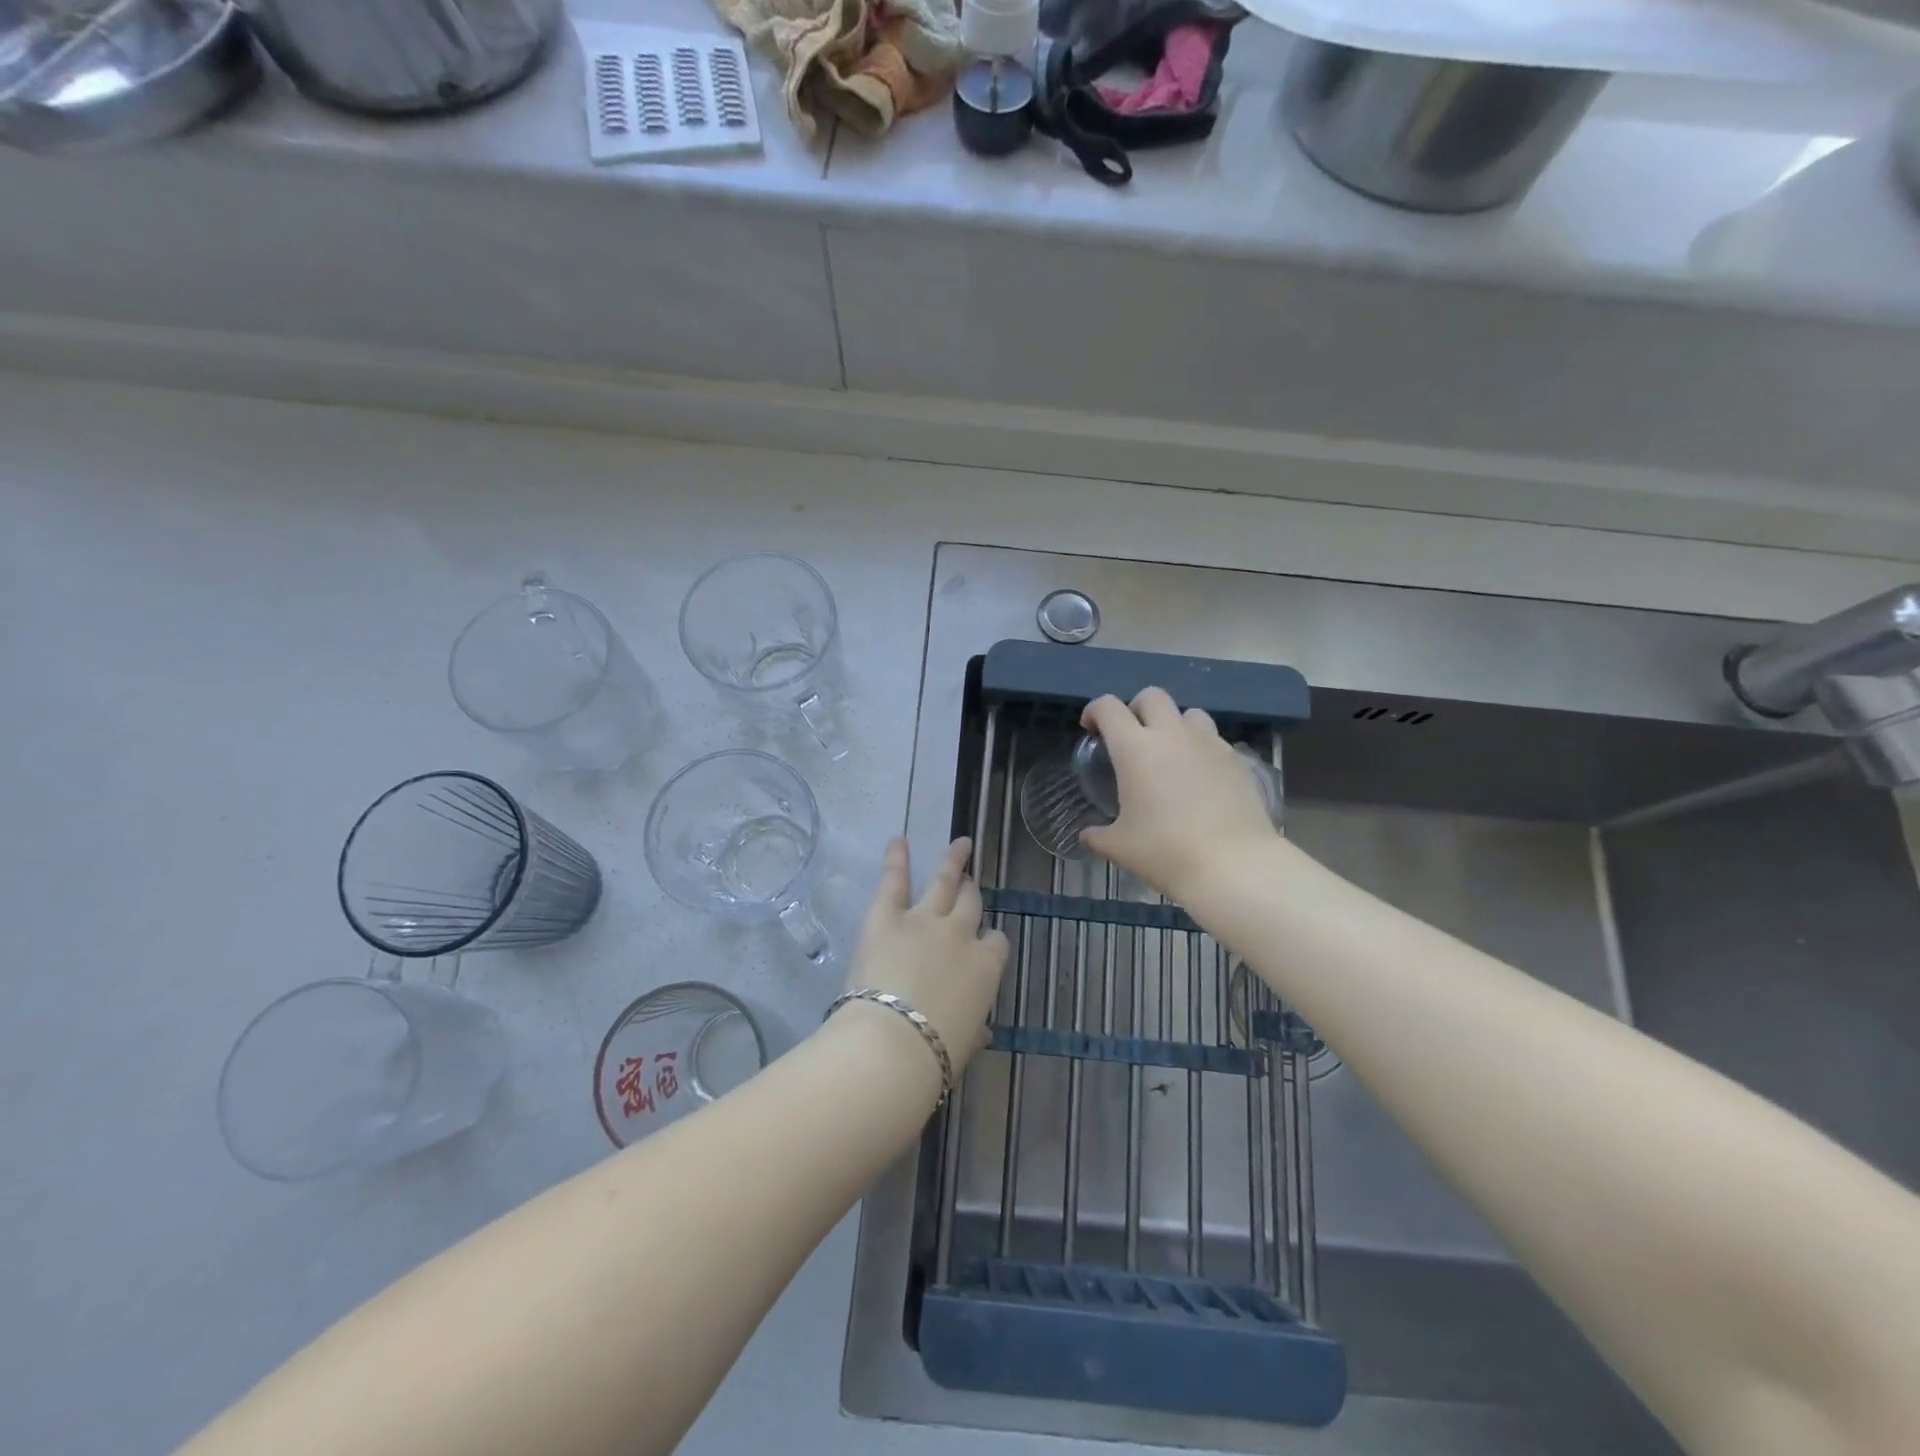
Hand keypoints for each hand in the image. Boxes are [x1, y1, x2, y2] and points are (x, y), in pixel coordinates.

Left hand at [843, 837, 1009, 1077]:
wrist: (893, 1045)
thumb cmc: (934, 1056)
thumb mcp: (964, 1044)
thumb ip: (974, 1029)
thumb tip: (983, 1031)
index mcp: (986, 967)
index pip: (996, 942)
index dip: (988, 941)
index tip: (983, 944)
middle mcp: (960, 934)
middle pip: (972, 905)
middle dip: (972, 894)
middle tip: (971, 884)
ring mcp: (925, 919)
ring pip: (945, 881)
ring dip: (953, 861)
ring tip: (960, 844)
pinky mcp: (887, 916)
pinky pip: (894, 880)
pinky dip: (896, 858)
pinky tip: (898, 838)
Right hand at [1080, 687, 1279, 901]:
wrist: (1233, 865)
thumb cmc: (1166, 852)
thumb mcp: (1120, 847)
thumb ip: (1098, 836)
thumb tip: (1088, 835)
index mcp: (1135, 749)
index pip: (1109, 707)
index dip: (1094, 711)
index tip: (1091, 729)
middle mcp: (1171, 735)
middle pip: (1151, 696)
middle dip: (1136, 708)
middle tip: (1131, 737)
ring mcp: (1208, 743)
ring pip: (1189, 713)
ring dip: (1174, 724)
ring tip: (1170, 752)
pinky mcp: (1236, 759)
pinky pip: (1214, 739)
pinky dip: (1201, 747)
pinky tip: (1200, 775)